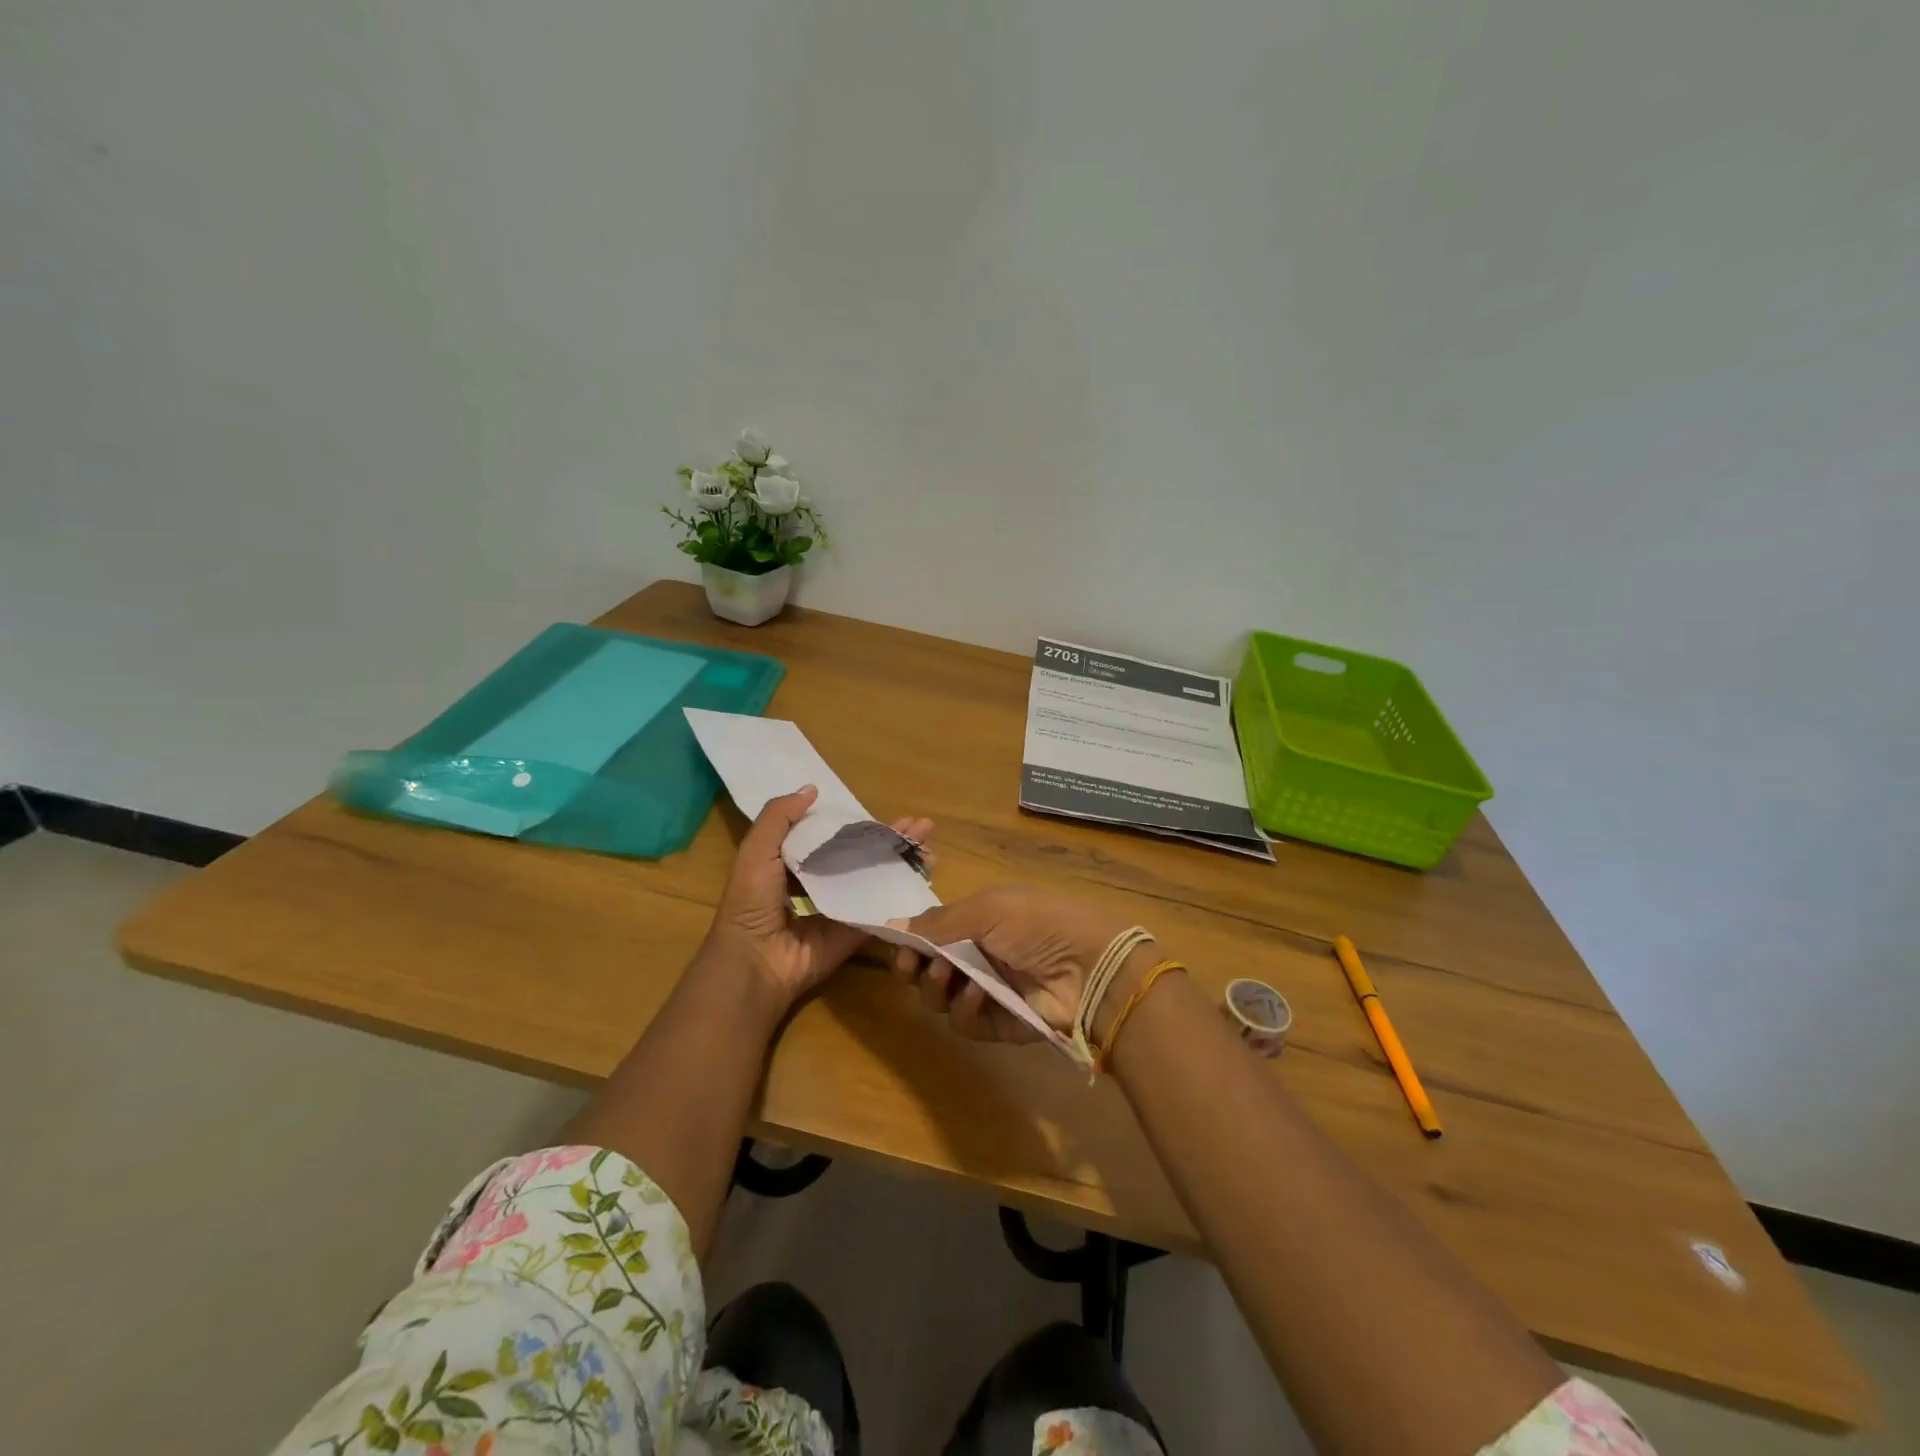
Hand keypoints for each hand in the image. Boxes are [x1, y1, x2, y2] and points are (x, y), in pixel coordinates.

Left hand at [700, 785, 933, 1012]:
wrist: (757, 960)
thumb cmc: (752, 901)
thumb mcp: (756, 850)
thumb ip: (779, 817)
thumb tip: (812, 789)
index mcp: (797, 863)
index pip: (837, 837)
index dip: (863, 823)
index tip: (888, 811)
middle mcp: (823, 883)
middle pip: (866, 855)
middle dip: (894, 839)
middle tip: (924, 826)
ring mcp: (843, 908)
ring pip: (880, 879)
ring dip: (906, 862)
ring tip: (931, 846)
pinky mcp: (856, 931)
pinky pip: (883, 909)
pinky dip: (906, 893)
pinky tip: (927, 875)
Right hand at [890, 885, 1148, 1043]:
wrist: (1088, 966)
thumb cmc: (1036, 924)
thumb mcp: (987, 910)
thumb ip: (938, 923)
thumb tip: (891, 924)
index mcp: (977, 923)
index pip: (930, 936)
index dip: (910, 943)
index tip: (898, 947)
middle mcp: (978, 957)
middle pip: (927, 970)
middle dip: (915, 968)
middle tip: (914, 966)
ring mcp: (988, 992)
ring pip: (940, 999)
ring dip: (937, 988)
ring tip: (948, 976)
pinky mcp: (998, 1025)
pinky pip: (965, 1023)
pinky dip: (965, 1009)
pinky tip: (978, 995)